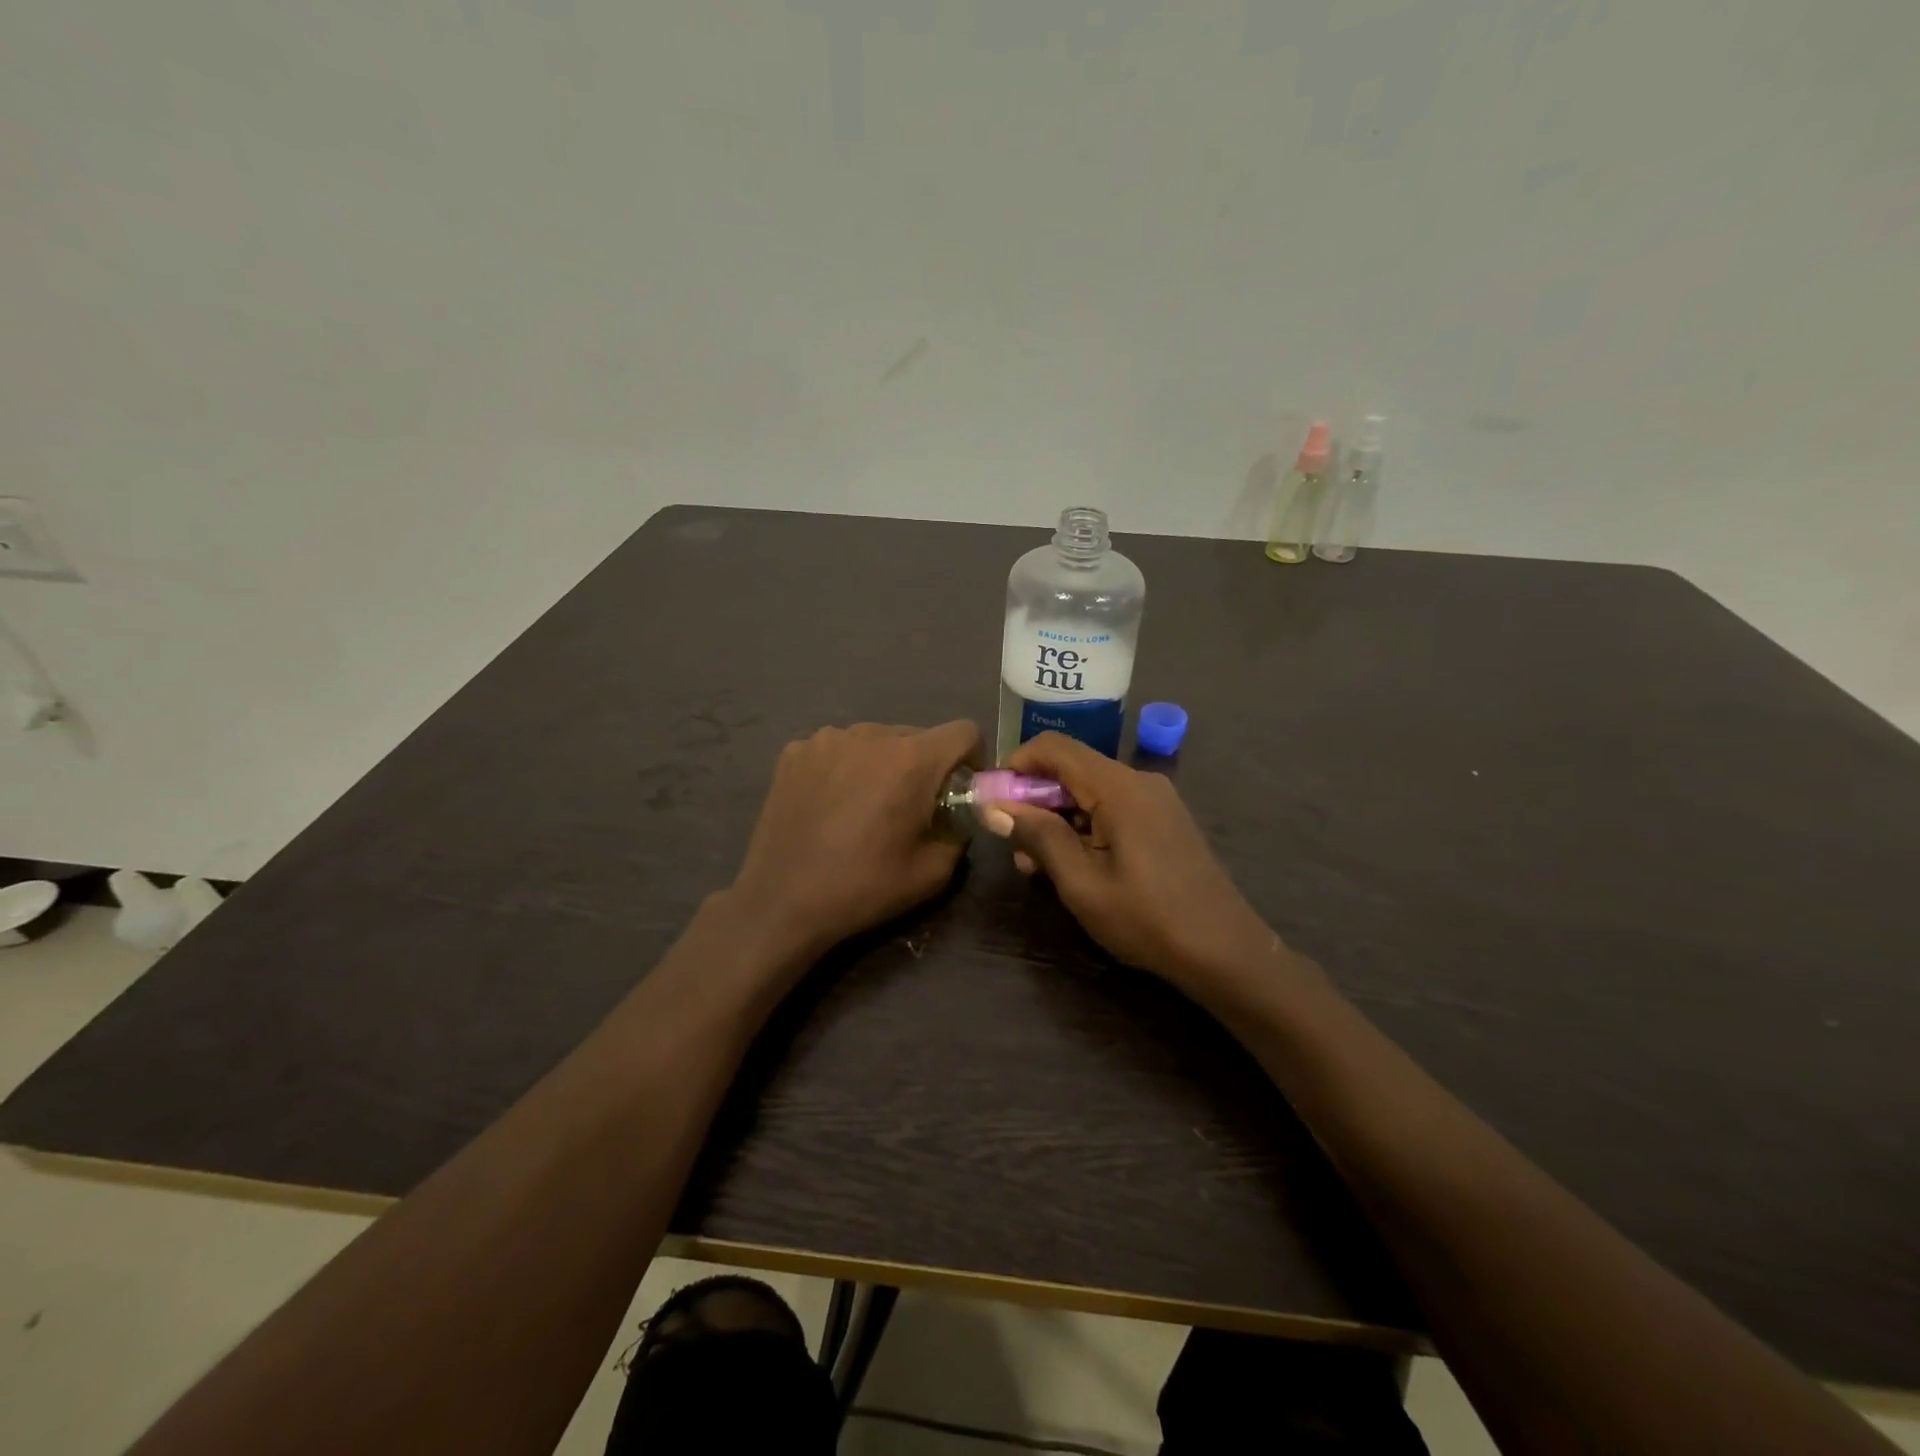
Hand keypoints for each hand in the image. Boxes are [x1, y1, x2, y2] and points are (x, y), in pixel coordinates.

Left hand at [725, 721, 980, 961]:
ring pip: (874, 740)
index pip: (964, 731)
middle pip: (916, 736)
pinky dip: (844, 767)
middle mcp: (871, 735)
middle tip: (909, 805)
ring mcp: (827, 739)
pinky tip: (829, 803)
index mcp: (912, 760)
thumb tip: (954, 818)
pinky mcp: (795, 751)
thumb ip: (958, 834)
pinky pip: (836, 748)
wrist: (782, 900)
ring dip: (882, 763)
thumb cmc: (863, 887)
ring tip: (864, 804)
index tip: (960, 786)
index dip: (971, 756)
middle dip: (923, 765)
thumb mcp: (932, 873)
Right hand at [986, 733, 1278, 990]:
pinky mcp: (1164, 821)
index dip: (1017, 764)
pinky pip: (1112, 808)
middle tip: (1013, 845)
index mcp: (1119, 788)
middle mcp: (1139, 781)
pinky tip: (1073, 865)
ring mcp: (1156, 800)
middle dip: (1035, 799)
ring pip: (1090, 792)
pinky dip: (1084, 827)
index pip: (1055, 748)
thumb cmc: (1147, 919)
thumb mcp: (1082, 883)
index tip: (995, 800)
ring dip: (1057, 818)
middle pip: (1073, 769)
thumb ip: (1038, 837)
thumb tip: (995, 806)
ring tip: (1036, 865)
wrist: (1225, 952)